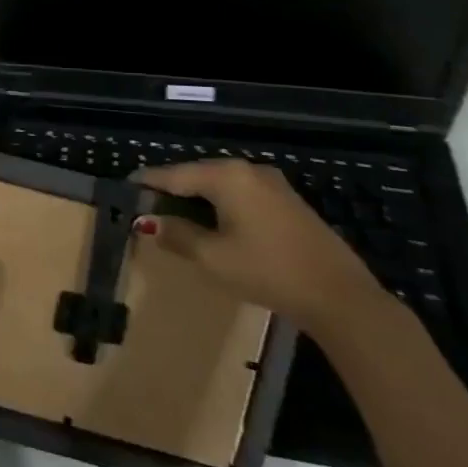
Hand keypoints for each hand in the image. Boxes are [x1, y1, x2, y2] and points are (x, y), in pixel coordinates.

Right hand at [133, 160, 380, 332]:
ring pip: (221, 185)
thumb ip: (177, 236)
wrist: (340, 296)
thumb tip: (149, 223)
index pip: (175, 174)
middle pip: (198, 175)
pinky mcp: (287, 201)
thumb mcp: (214, 258)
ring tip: (175, 214)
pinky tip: (214, 222)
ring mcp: (271, 184)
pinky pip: (241, 194)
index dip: (149, 182)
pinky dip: (220, 204)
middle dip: (172, 189)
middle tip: (147, 204)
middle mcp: (248, 170)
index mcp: (226, 177)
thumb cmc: (269, 271)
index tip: (126, 186)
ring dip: (197, 198)